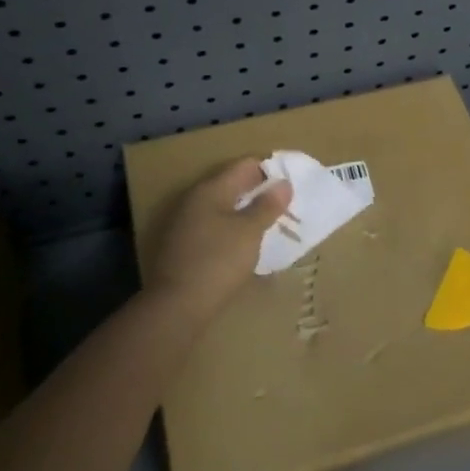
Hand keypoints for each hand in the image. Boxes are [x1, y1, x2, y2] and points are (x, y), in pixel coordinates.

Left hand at [145, 158, 291, 318]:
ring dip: (247, 213)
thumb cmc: (219, 261)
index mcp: (211, 189)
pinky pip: (215, 227)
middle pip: (234, 185)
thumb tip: (283, 183)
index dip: (271, 171)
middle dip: (260, 193)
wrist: (177, 304)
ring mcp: (186, 222)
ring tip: (272, 227)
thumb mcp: (250, 231)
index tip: (292, 187)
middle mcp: (195, 199)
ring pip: (224, 207)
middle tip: (287, 208)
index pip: (245, 165)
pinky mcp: (184, 245)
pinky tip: (247, 245)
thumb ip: (268, 205)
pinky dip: (233, 230)